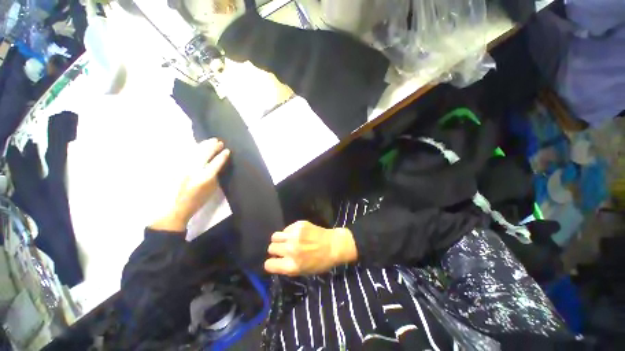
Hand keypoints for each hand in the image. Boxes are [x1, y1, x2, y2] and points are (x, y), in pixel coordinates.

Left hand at [151, 139, 229, 231]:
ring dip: (204, 145)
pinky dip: (195, 149)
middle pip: (204, 155)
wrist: (179, 206)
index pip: (216, 163)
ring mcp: (185, 168)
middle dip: (213, 147)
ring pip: (195, 152)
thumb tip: (219, 163)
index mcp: (205, 178)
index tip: (227, 150)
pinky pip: (188, 155)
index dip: (222, 156)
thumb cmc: (200, 199)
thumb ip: (216, 174)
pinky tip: (200, 145)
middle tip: (219, 141)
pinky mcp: (179, 168)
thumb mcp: (213, 188)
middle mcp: (194, 171)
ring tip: (211, 140)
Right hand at [264, 221, 357, 275]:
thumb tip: (275, 261)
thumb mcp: (303, 271)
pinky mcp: (299, 225)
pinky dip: (289, 232)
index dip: (271, 263)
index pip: (269, 264)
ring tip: (287, 240)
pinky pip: (286, 229)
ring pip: (275, 236)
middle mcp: (291, 249)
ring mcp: (295, 235)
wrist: (334, 245)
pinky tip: (298, 234)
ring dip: (279, 240)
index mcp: (292, 265)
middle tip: (284, 249)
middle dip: (276, 250)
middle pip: (271, 248)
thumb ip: (287, 267)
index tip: (275, 260)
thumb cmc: (320, 262)